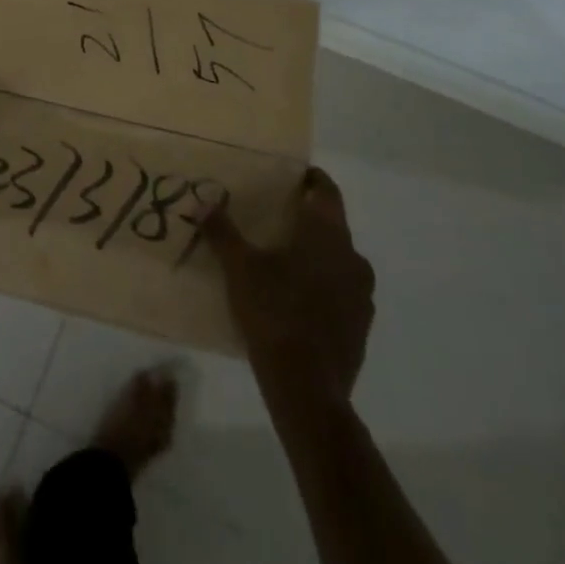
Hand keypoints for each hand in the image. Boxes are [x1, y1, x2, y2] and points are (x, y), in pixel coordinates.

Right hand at [204, 166, 375, 397]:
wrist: (308, 388)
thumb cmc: (275, 313)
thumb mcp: (239, 268)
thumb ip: (222, 232)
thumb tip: (203, 203)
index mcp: (327, 235)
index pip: (326, 191)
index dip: (310, 179)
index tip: (291, 176)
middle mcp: (352, 257)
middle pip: (332, 225)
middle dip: (306, 218)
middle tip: (275, 216)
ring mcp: (361, 294)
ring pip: (338, 259)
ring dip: (315, 253)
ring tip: (282, 258)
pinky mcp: (360, 325)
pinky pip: (340, 291)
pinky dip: (321, 284)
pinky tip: (295, 298)